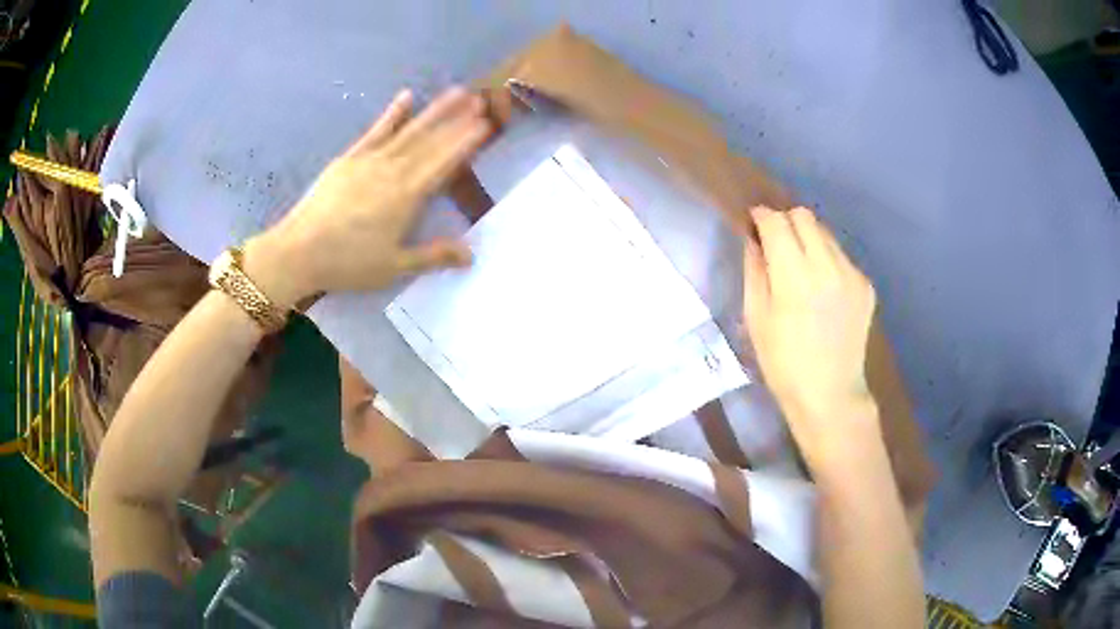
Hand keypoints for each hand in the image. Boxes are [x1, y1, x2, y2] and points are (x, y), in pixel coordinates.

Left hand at [244, 87, 491, 307]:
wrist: (298, 252)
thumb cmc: (348, 263)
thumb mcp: (394, 267)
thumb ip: (433, 255)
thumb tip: (471, 255)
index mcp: (407, 197)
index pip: (444, 162)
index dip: (466, 142)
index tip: (487, 123)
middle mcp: (392, 171)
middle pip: (430, 141)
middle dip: (457, 119)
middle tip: (480, 99)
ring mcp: (369, 160)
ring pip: (409, 131)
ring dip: (434, 110)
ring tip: (456, 91)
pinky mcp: (349, 159)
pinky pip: (375, 131)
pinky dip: (392, 114)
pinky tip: (406, 97)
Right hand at [744, 206, 878, 465]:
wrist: (830, 395)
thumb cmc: (783, 364)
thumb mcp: (756, 318)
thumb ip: (755, 270)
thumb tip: (755, 239)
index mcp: (795, 276)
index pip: (777, 222)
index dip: (762, 216)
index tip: (754, 222)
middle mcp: (828, 265)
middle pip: (805, 216)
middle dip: (786, 221)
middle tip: (776, 242)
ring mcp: (852, 274)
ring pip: (825, 233)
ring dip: (808, 239)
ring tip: (801, 267)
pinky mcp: (866, 285)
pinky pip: (842, 257)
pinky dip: (827, 261)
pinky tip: (823, 290)